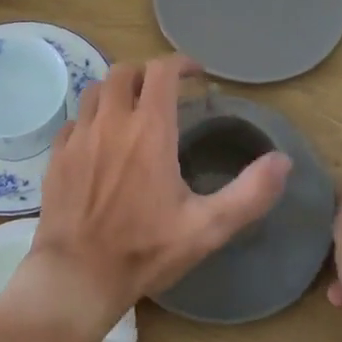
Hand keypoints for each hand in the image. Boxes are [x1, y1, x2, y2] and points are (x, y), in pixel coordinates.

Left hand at [22, 55, 291, 335]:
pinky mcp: (57, 156)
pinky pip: (74, 121)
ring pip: (96, 91)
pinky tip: (100, 141)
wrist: (76, 276)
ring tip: (133, 110)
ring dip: (117, 92)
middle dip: (147, 74)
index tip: (196, 75)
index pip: (162, 72)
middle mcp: (111, 122)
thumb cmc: (145, 251)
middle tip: (164, 92)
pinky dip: (91, 119)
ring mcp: (79, 137)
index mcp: (149, 130)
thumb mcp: (208, 228)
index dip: (181, 64)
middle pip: (125, 72)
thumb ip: (250, 193)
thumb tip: (283, 161)